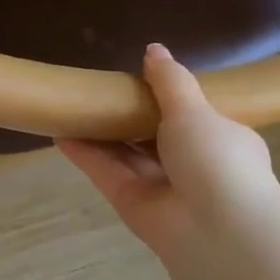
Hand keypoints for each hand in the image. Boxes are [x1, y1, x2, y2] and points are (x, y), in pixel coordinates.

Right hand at [58, 42, 279, 266]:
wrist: (219, 231)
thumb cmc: (217, 160)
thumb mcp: (195, 110)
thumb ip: (170, 81)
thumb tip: (153, 49)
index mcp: (220, 140)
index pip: (192, 116)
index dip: (165, 99)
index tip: (137, 79)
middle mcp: (192, 165)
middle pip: (152, 136)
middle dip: (127, 115)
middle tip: (98, 90)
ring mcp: (160, 186)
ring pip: (124, 154)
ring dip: (100, 133)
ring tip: (71, 106)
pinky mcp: (131, 203)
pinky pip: (105, 172)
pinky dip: (84, 153)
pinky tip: (59, 132)